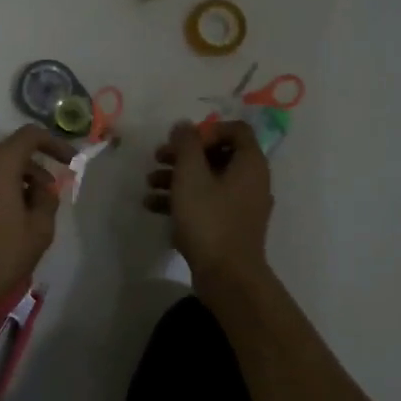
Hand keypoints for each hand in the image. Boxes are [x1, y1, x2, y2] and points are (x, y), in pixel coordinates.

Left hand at [0, 125, 75, 314]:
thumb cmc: (1, 253)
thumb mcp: (39, 228)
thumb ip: (48, 199)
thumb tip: (44, 188)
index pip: (30, 135)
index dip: (54, 143)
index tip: (70, 162)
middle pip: (12, 151)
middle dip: (37, 167)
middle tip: (53, 194)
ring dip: (20, 179)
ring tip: (35, 210)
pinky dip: (3, 187)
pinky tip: (14, 216)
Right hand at [145, 120, 273, 286]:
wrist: (227, 276)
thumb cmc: (209, 219)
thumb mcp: (191, 175)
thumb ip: (186, 145)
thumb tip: (184, 125)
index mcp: (250, 164)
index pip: (235, 130)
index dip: (207, 130)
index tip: (182, 143)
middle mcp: (251, 181)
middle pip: (217, 155)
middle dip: (184, 155)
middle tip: (157, 158)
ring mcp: (242, 206)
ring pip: (208, 180)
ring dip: (177, 177)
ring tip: (149, 184)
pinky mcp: (230, 226)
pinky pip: (206, 203)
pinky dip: (183, 200)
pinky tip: (153, 206)